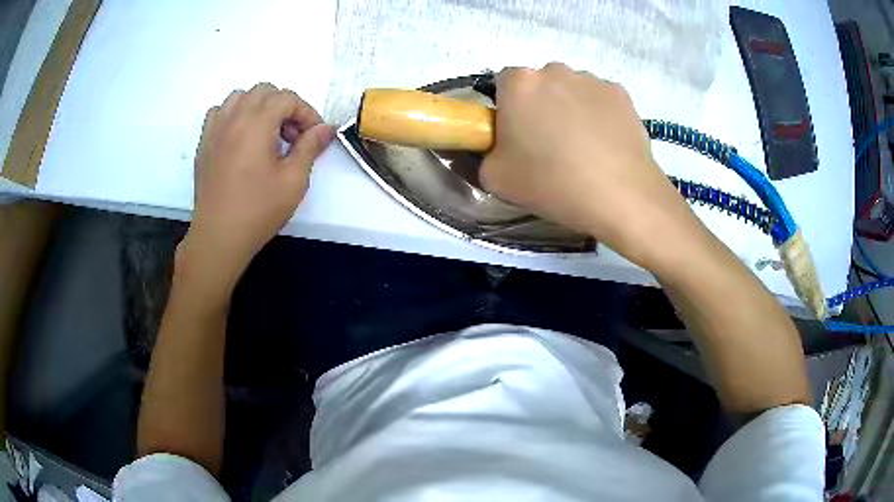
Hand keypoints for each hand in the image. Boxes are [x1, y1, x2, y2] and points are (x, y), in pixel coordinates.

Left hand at [179, 83, 332, 290]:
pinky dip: (235, 115)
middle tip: (292, 136)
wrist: (219, 235)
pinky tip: (241, 137)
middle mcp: (234, 117)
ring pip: (240, 97)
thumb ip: (311, 147)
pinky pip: (220, 112)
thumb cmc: (258, 209)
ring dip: (259, 106)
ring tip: (267, 133)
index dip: (306, 113)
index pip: (287, 98)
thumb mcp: (294, 180)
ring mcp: (215, 128)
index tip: (314, 136)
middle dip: (284, 106)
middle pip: (264, 91)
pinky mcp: (204, 143)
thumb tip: (326, 128)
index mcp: (257, 123)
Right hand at [481, 63, 702, 269]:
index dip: (508, 109)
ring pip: (572, 90)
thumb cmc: (552, 183)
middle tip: (550, 145)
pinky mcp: (621, 94)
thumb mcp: (495, 179)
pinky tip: (605, 145)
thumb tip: (500, 147)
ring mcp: (592, 79)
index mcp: (519, 83)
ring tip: (584, 148)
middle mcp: (555, 70)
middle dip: (540, 106)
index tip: (517, 135)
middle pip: (540, 84)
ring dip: (571, 109)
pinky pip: (600, 100)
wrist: (621, 196)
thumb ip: (486, 153)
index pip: (503, 84)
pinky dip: (599, 115)